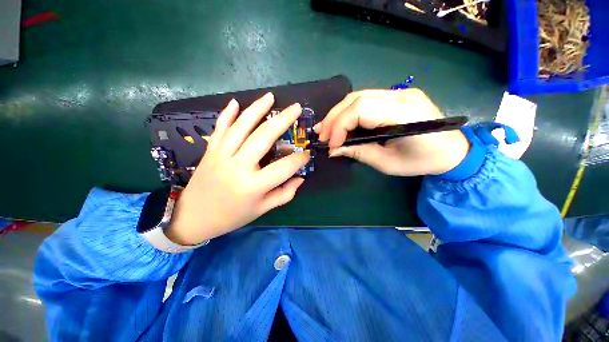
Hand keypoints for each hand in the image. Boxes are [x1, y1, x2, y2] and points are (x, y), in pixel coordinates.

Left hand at [166, 93, 309, 244]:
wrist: (193, 217)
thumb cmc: (232, 216)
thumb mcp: (262, 209)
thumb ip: (285, 194)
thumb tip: (300, 178)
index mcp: (253, 186)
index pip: (284, 168)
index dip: (299, 159)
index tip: (307, 154)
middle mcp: (238, 166)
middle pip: (263, 138)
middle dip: (283, 120)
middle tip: (296, 108)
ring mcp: (221, 155)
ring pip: (241, 126)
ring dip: (257, 109)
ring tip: (270, 97)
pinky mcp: (210, 151)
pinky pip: (220, 128)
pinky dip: (227, 114)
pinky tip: (236, 102)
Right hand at [315, 89, 468, 175]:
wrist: (452, 150)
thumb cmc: (422, 161)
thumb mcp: (387, 163)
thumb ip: (358, 152)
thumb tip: (333, 150)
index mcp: (404, 113)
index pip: (361, 109)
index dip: (340, 125)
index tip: (331, 144)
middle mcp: (401, 96)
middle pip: (356, 99)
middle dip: (333, 118)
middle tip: (321, 135)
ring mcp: (399, 92)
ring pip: (357, 96)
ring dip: (338, 114)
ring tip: (325, 129)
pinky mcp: (395, 96)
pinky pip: (365, 100)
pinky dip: (348, 112)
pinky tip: (340, 123)